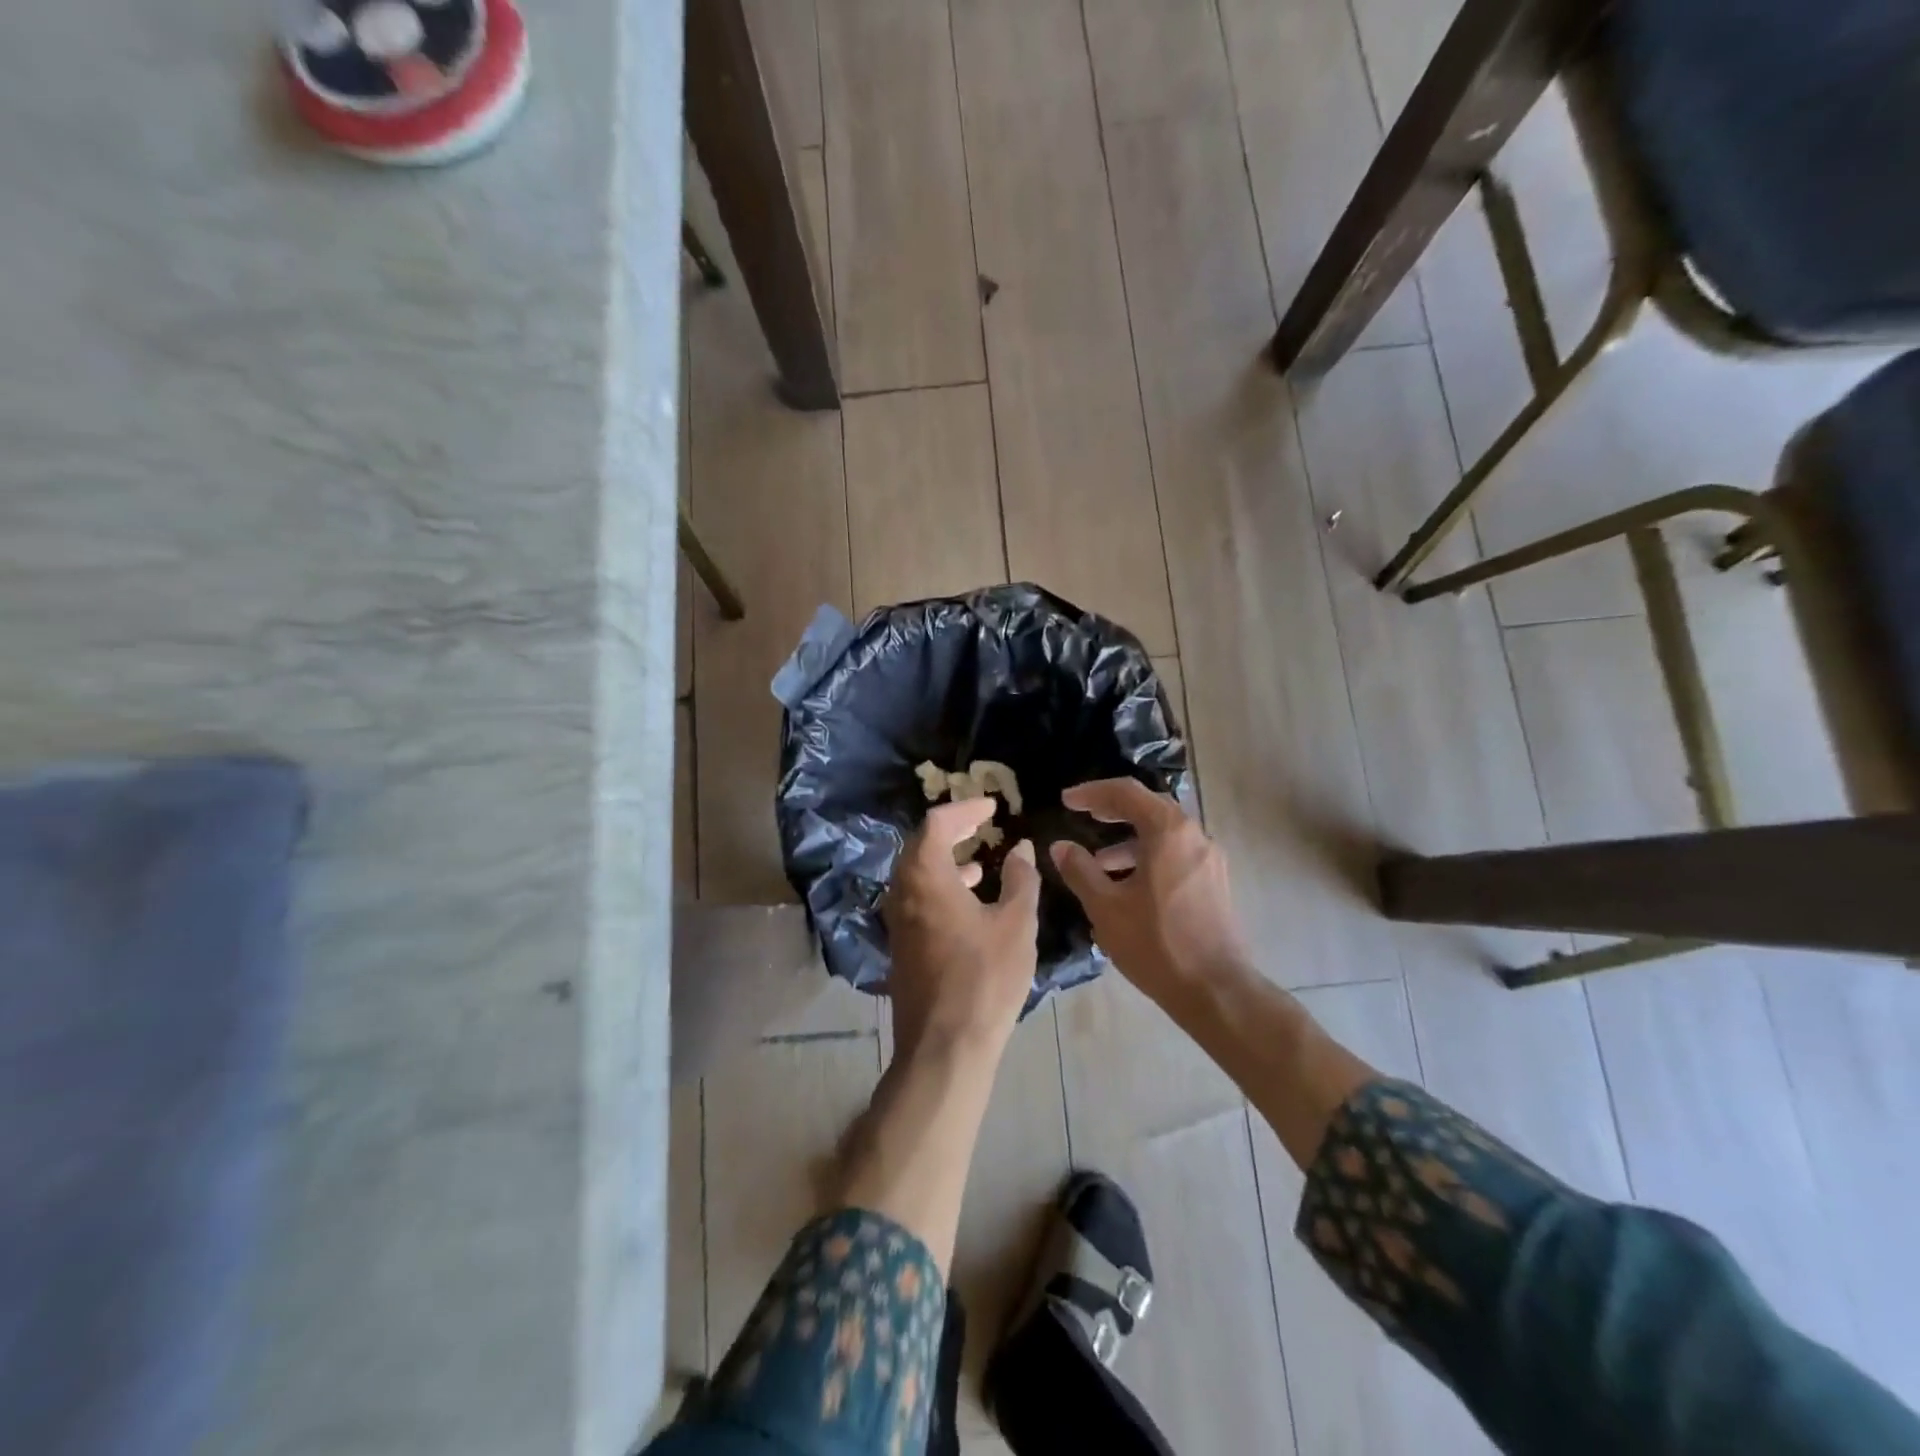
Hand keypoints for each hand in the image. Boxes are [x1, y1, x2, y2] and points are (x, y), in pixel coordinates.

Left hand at [883, 798, 1041, 1057]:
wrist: (945, 1046)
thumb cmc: (985, 978)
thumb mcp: (1016, 924)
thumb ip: (1021, 879)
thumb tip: (1021, 849)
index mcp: (925, 876)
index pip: (937, 823)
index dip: (965, 808)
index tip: (992, 806)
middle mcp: (902, 891)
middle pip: (921, 845)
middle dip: (953, 830)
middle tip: (983, 824)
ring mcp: (897, 920)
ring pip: (918, 874)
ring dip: (947, 860)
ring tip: (981, 860)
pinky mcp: (902, 945)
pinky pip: (918, 899)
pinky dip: (942, 887)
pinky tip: (971, 902)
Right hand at [1049, 778, 1251, 1005]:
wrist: (1215, 990)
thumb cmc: (1156, 944)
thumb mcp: (1106, 907)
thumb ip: (1080, 870)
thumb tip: (1060, 846)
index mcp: (1169, 832)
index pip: (1126, 792)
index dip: (1092, 792)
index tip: (1066, 801)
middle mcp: (1195, 836)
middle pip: (1149, 807)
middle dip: (1113, 809)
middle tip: (1083, 815)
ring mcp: (1210, 859)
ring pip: (1164, 834)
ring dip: (1129, 839)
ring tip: (1098, 861)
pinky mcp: (1215, 882)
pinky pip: (1176, 854)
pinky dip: (1148, 856)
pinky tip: (1127, 885)